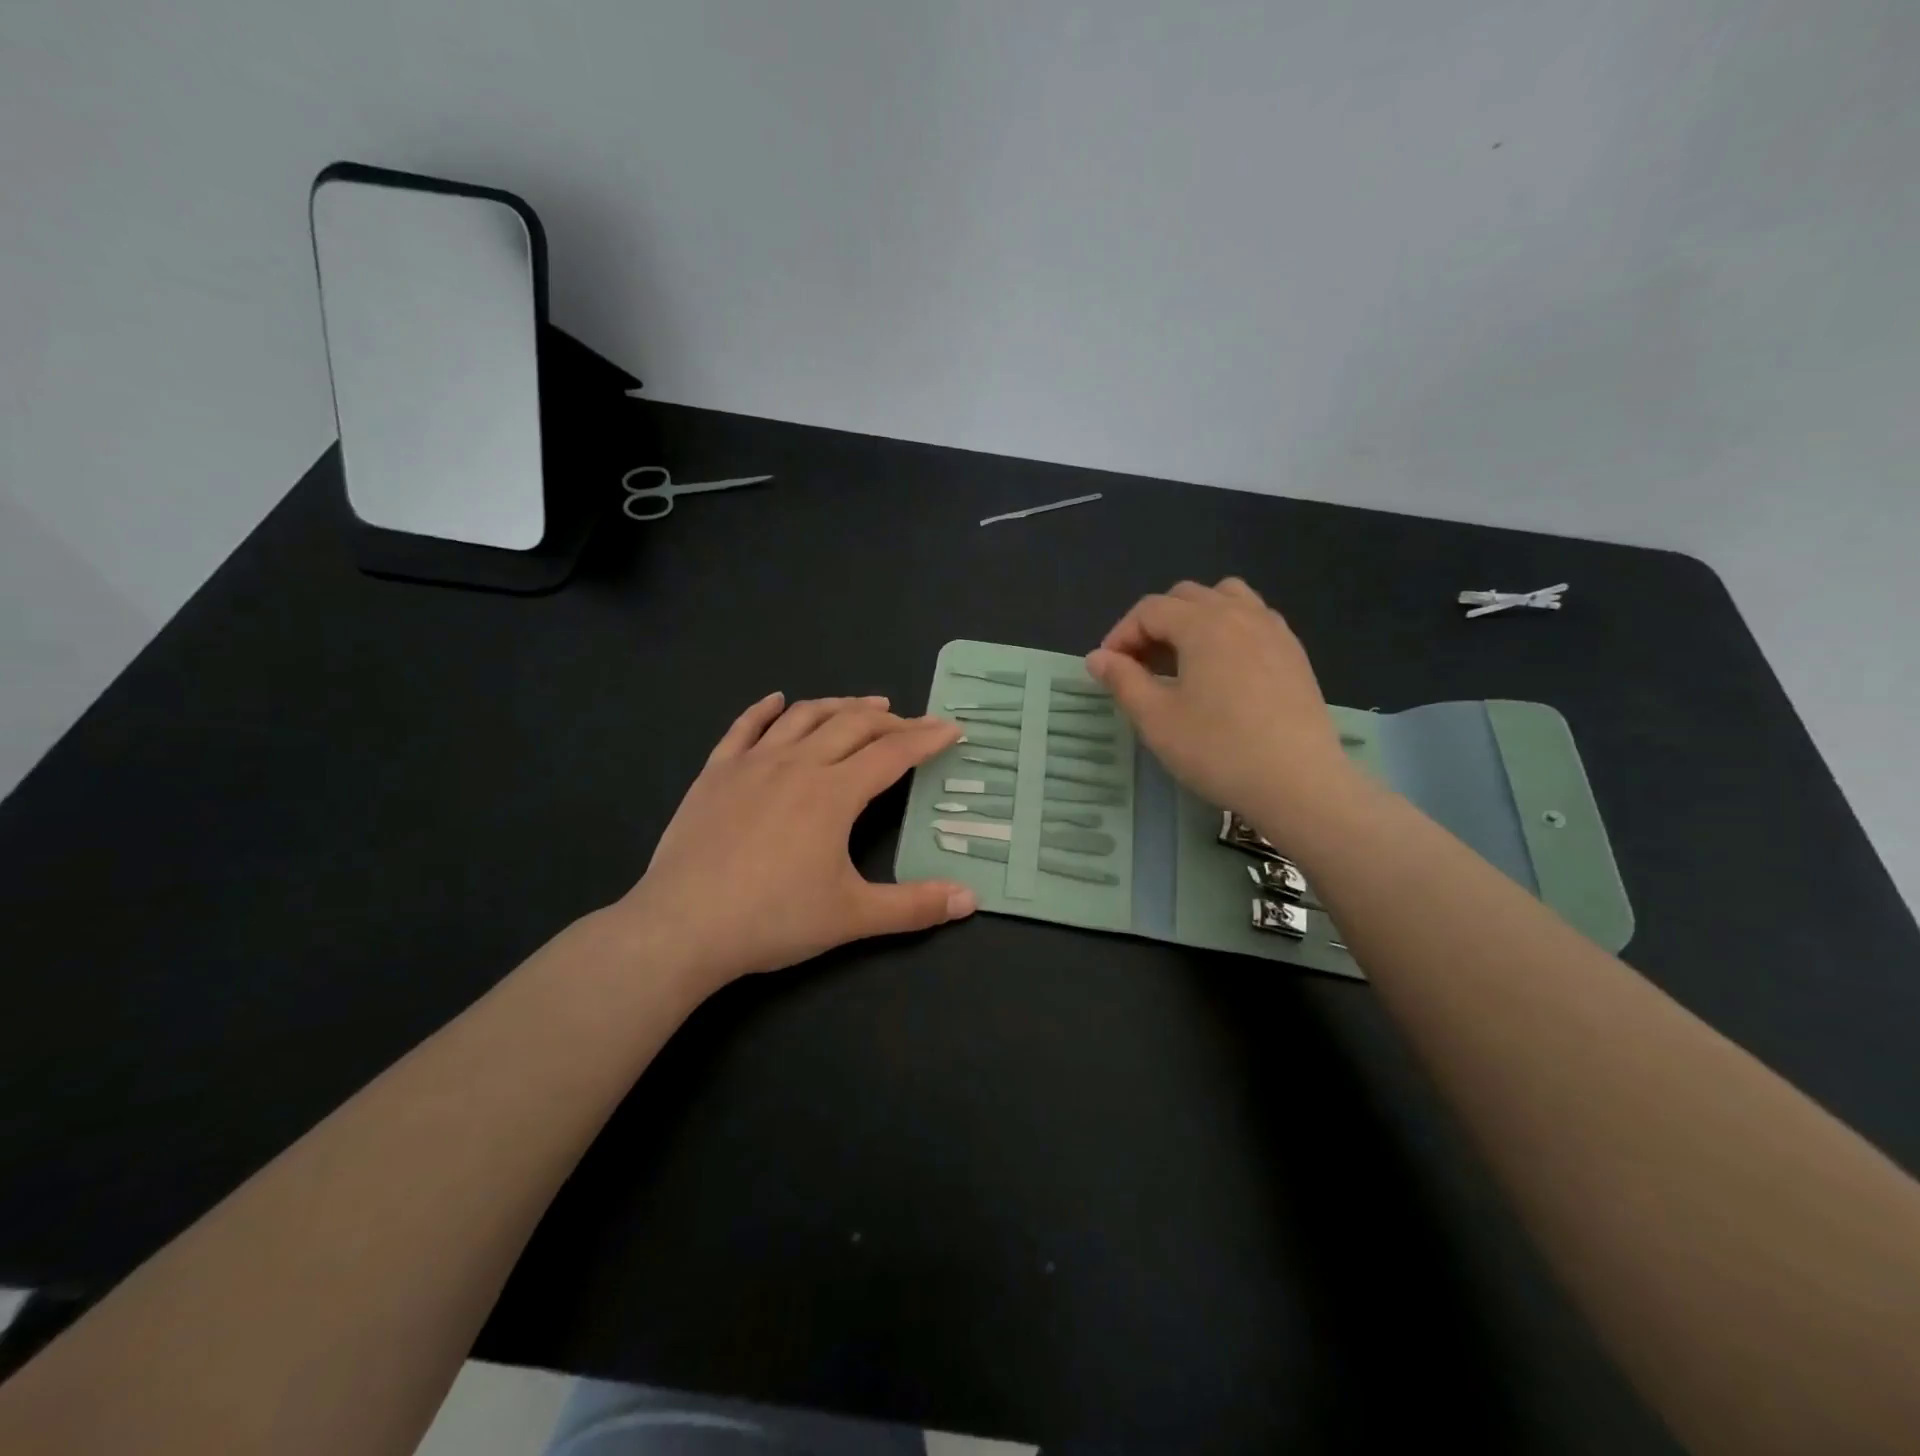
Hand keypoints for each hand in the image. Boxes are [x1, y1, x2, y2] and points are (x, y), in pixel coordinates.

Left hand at [612, 693, 975, 993]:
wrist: (683, 926)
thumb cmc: (773, 919)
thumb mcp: (853, 916)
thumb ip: (914, 906)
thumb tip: (971, 900)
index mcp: (834, 793)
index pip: (893, 753)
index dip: (927, 738)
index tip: (952, 728)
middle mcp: (797, 764)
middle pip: (852, 725)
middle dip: (890, 719)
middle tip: (911, 723)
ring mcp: (752, 764)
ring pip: (804, 717)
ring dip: (839, 705)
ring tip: (863, 704)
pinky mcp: (715, 773)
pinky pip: (744, 727)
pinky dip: (765, 709)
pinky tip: (778, 700)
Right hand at [1087, 578, 1359, 837]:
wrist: (1299, 783)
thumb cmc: (1218, 750)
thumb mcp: (1156, 719)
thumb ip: (1123, 680)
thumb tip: (1096, 657)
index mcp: (1203, 624)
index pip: (1150, 610)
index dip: (1121, 634)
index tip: (1108, 669)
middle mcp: (1240, 614)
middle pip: (1186, 597)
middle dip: (1154, 623)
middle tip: (1140, 665)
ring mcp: (1274, 631)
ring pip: (1226, 599)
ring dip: (1194, 618)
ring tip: (1182, 658)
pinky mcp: (1294, 654)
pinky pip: (1254, 620)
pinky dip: (1227, 630)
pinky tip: (1222, 670)